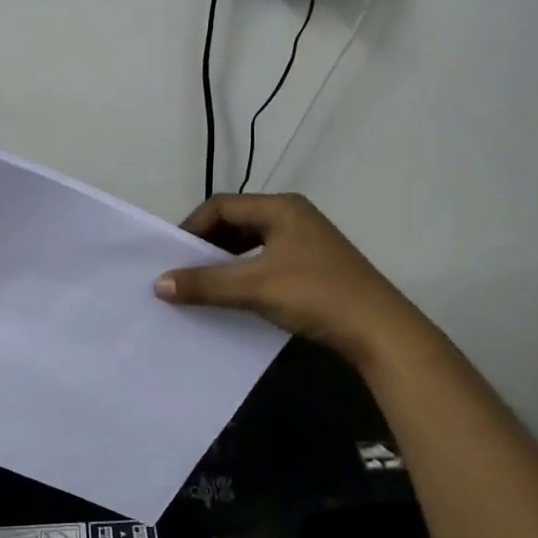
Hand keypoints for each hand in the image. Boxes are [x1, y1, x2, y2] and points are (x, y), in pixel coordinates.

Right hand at [154, 194, 420, 366]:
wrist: (379, 330)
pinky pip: (266, 261)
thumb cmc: (315, 294)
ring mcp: (305, 242)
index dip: (192, 227)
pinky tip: (234, 295)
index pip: (222, 206)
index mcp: (281, 208)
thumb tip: (159, 284)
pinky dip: (244, 273)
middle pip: (236, 222)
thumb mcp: (255, 287)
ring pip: (251, 244)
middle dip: (207, 245)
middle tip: (182, 270)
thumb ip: (205, 283)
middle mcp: (293, 216)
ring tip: (202, 284)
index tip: (171, 255)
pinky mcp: (312, 267)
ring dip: (225, 261)